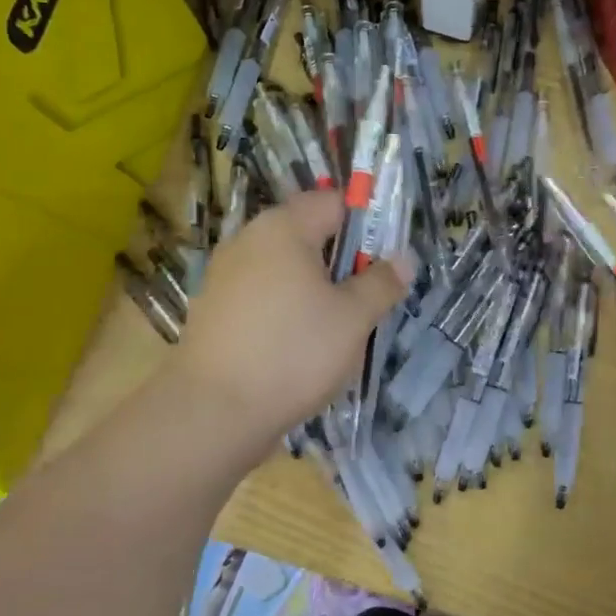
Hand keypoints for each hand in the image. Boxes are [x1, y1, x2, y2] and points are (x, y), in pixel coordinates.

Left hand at [174, 190, 406, 449]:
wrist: (212, 413)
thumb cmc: (293, 353)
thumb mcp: (354, 318)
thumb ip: (382, 283)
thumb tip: (403, 259)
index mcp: (283, 228)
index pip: (333, 202)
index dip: (365, 224)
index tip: (384, 262)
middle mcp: (248, 240)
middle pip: (307, 235)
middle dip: (340, 262)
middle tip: (364, 301)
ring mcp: (224, 276)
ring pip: (284, 269)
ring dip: (314, 290)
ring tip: (334, 330)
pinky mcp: (213, 310)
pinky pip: (262, 296)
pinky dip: (285, 310)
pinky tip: (297, 347)